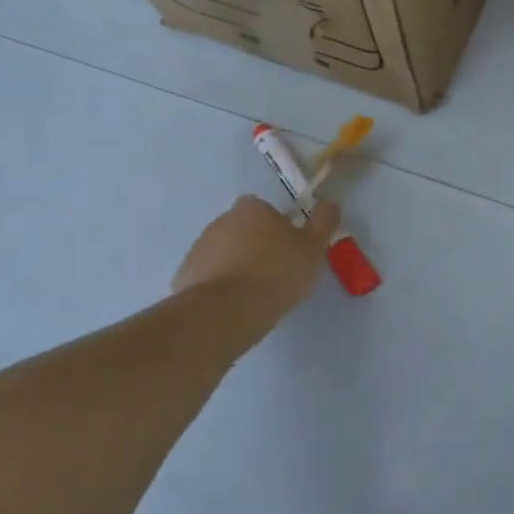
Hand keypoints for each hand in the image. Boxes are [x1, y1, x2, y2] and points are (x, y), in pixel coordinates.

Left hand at [170, 195, 339, 330]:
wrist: (225, 312)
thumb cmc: (276, 273)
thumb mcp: (313, 248)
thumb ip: (323, 222)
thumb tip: (329, 202)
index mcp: (252, 208)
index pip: (267, 210)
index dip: (280, 228)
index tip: (290, 251)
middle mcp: (222, 220)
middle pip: (245, 230)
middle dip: (257, 247)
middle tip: (277, 274)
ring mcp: (199, 248)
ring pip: (226, 253)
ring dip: (238, 266)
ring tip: (256, 295)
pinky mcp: (185, 275)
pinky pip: (209, 276)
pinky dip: (221, 286)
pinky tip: (235, 306)